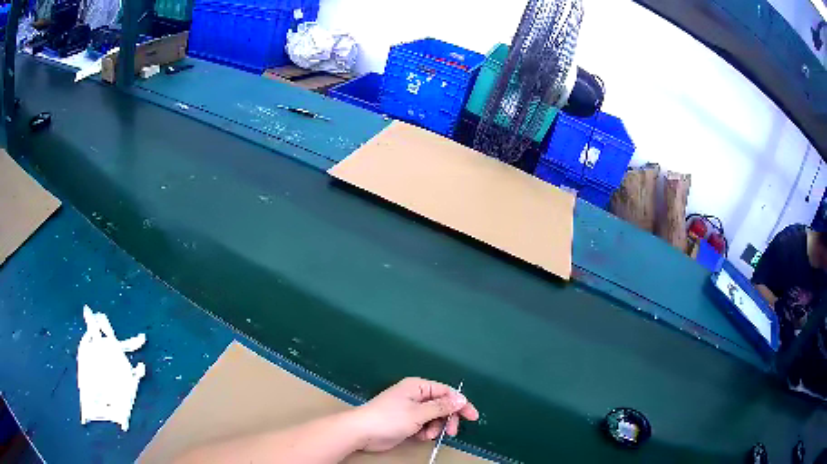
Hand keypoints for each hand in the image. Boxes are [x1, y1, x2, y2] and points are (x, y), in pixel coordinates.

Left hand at [349, 377, 479, 452]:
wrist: (362, 432)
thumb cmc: (390, 418)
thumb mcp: (418, 413)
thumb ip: (441, 407)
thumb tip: (461, 399)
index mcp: (418, 387)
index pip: (446, 392)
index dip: (460, 404)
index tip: (472, 417)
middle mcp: (416, 396)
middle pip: (442, 405)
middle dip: (447, 419)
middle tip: (450, 432)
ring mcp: (411, 409)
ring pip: (434, 417)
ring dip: (435, 427)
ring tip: (428, 435)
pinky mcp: (407, 422)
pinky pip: (424, 425)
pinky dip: (426, 431)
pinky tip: (420, 437)